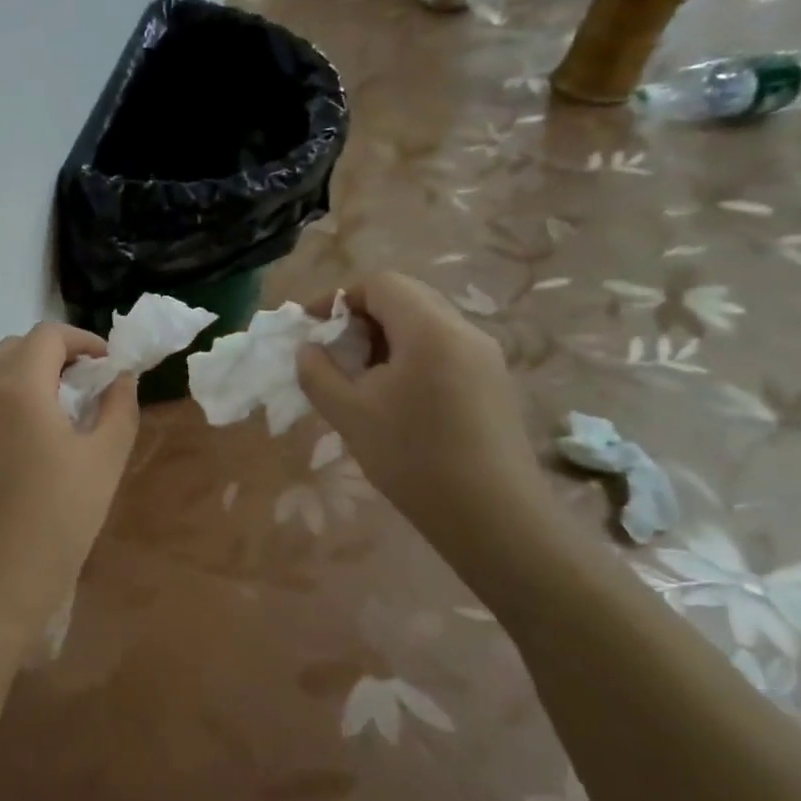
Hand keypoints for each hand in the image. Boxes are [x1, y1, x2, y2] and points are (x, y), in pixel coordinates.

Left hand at [0, 322, 138, 652]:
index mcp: (19, 386)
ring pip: (0, 373)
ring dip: (34, 374)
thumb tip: (121, 379)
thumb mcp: (105, 458)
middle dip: (57, 352)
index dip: (84, 340)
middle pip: (18, 347)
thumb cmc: (58, 515)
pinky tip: (42, 435)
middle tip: (89, 381)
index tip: (110, 365)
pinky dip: (17, 397)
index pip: (48, 335)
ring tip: (69, 407)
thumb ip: (119, 407)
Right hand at [296, 273, 543, 540]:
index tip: (312, 327)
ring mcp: (485, 357)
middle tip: (333, 352)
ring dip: (385, 337)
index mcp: (430, 330)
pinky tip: (394, 397)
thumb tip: (308, 349)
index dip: (339, 297)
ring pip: (425, 323)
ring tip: (359, 377)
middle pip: (406, 298)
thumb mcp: (349, 414)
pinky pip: (443, 348)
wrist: (492, 517)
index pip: (381, 284)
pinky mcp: (492, 382)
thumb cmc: (413, 458)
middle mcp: (464, 331)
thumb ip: (318, 373)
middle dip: (361, 316)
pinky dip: (409, 355)